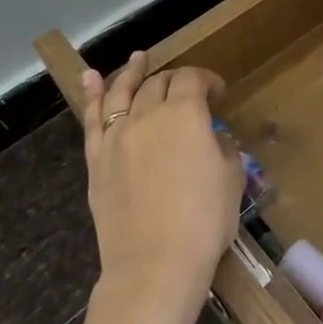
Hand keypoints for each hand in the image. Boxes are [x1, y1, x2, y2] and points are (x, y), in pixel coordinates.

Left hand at [80, 53, 241, 310]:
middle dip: (175, 80)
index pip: (193, 79)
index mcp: (186, 114)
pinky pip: (92, 119)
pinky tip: (90, 78)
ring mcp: (117, 136)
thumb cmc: (204, 221)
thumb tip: (213, 139)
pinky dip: (92, 94)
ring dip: (131, 72)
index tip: (219, 93)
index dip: (208, 80)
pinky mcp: (96, 160)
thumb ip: (223, 148)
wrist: (155, 265)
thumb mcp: (232, 178)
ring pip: (122, 92)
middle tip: (187, 89)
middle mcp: (148, 115)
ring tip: (138, 58)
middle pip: (158, 83)